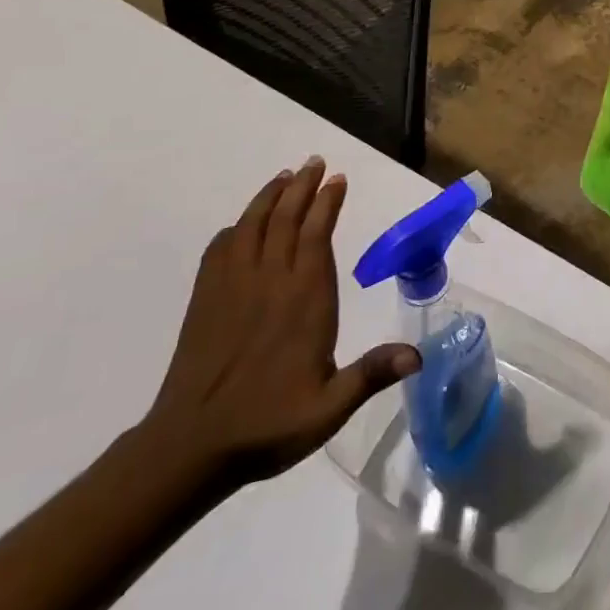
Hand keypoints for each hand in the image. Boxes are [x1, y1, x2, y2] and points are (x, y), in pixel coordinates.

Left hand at [142, 157, 419, 488]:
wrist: (189, 447)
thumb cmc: (268, 423)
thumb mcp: (329, 408)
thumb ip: (371, 375)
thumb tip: (419, 355)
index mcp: (304, 299)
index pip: (317, 235)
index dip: (328, 203)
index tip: (337, 179)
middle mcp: (269, 282)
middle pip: (285, 219)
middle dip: (302, 187)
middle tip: (314, 162)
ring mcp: (233, 289)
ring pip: (252, 227)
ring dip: (269, 198)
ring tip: (283, 177)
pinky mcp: (205, 301)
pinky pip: (220, 251)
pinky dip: (234, 230)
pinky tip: (240, 226)